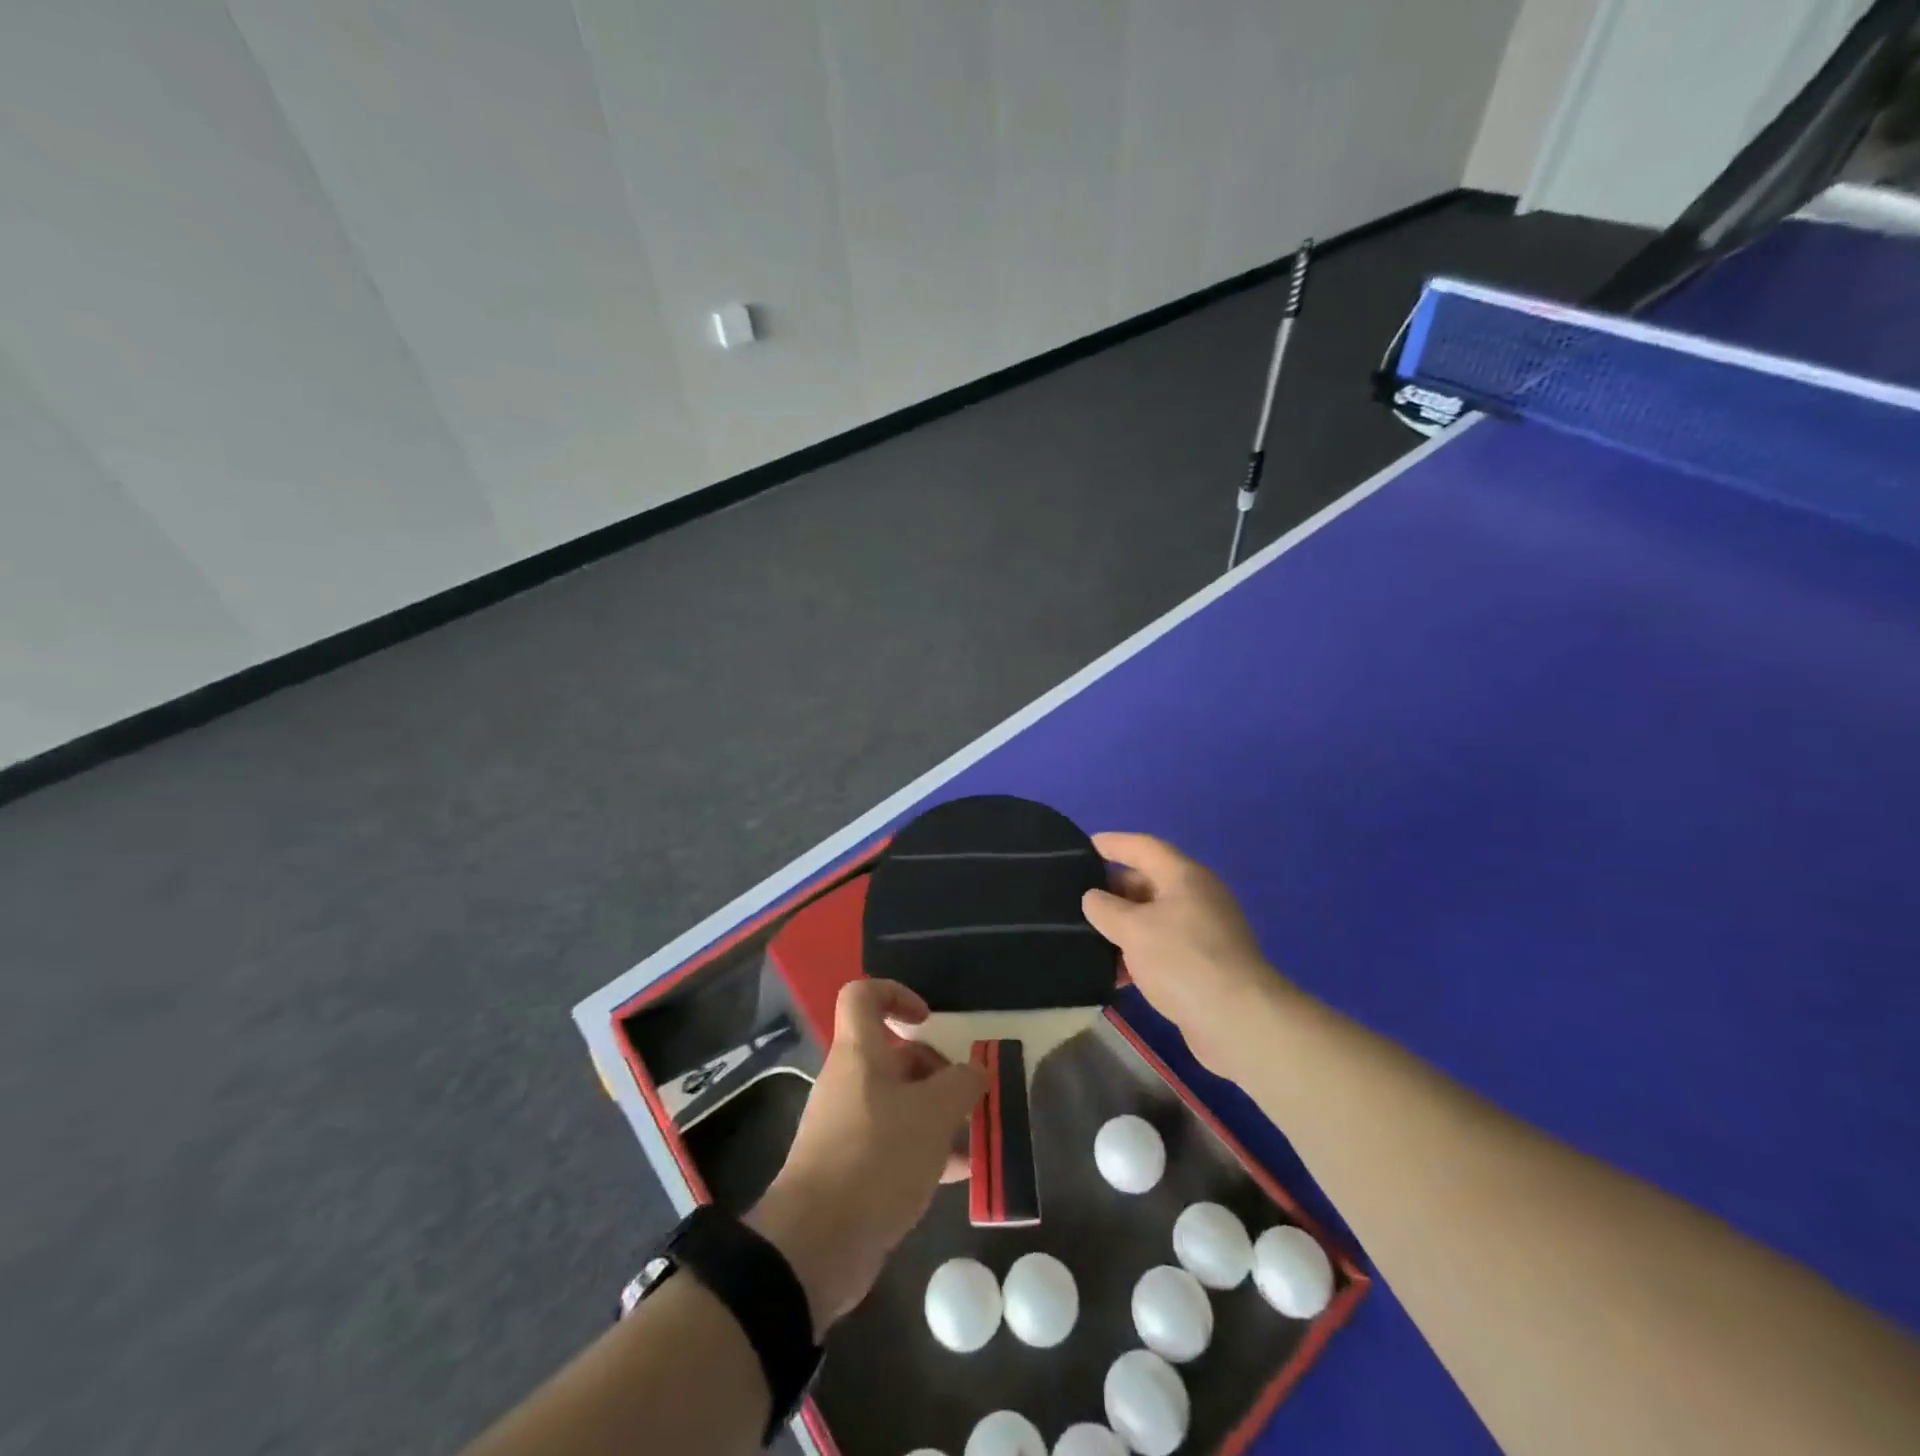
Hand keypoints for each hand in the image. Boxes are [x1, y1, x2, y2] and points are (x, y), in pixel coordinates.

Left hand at [748, 980, 985, 1336]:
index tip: (928, 1021)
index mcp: (859, 1053)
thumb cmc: (877, 1156)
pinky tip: (959, 1174)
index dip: (896, 994)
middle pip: (893, 1056)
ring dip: (937, 1115)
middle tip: (968, 1095)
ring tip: (975, 1136)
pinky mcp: (851, 1168)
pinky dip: (925, 1151)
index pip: (863, 996)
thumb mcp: (934, 1114)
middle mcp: (849, 1082)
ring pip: (898, 1103)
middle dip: (935, 1070)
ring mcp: (847, 1126)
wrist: (817, 1244)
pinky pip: (893, 1144)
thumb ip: (962, 1084)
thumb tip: (975, 1071)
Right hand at [1082, 832, 1285, 1075]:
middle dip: (1113, 889)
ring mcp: (1204, 931)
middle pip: (1148, 881)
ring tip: (1088, 937)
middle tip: (1077, 898)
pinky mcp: (1204, 964)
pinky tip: (1116, 973)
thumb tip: (1093, 898)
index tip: (1084, 846)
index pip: (1143, 847)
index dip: (1113, 844)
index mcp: (1183, 876)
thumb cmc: (1181, 960)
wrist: (1237, 1020)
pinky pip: (1163, 946)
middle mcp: (1197, 896)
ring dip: (1123, 926)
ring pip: (1153, 917)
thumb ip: (1105, 908)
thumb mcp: (1132, 929)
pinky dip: (1138, 953)